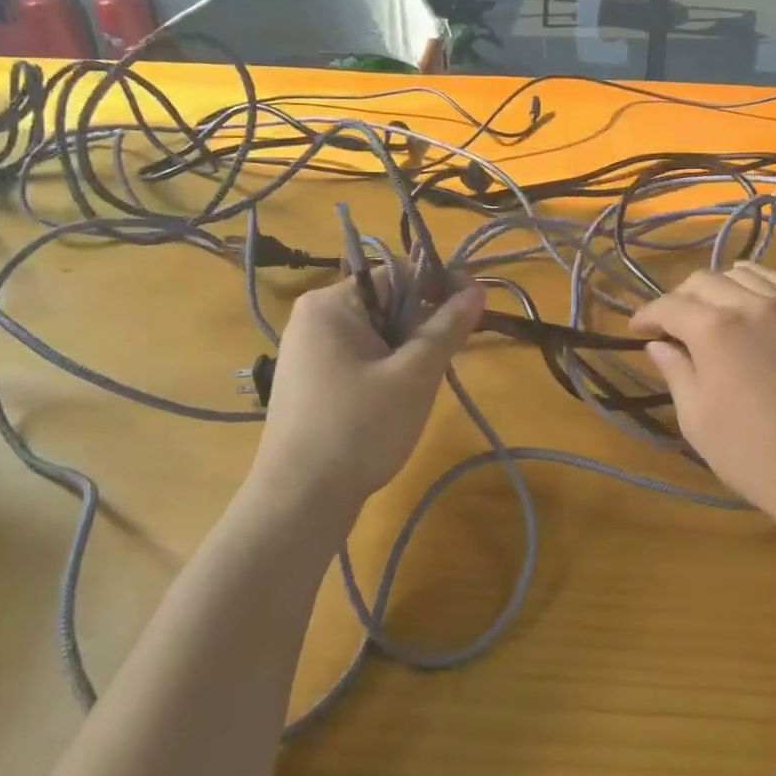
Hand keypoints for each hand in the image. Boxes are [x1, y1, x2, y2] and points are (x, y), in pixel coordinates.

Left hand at [250, 273, 484, 510]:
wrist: (300, 501)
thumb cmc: (359, 428)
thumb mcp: (415, 374)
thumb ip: (447, 327)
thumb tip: (476, 290)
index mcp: (331, 304)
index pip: (397, 274)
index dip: (440, 284)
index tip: (476, 304)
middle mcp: (313, 318)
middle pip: (385, 302)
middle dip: (424, 322)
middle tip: (452, 352)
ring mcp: (307, 352)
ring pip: (375, 333)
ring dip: (408, 348)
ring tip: (426, 380)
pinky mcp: (309, 382)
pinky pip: (359, 357)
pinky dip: (387, 367)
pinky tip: (399, 398)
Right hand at [630, 263, 775, 529]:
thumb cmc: (752, 454)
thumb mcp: (697, 419)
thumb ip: (675, 372)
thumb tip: (657, 344)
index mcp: (714, 329)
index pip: (670, 306)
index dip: (647, 315)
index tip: (636, 330)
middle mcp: (751, 304)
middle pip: (705, 281)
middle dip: (679, 298)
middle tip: (671, 326)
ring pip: (745, 274)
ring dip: (718, 286)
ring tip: (712, 310)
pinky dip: (759, 284)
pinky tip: (754, 302)